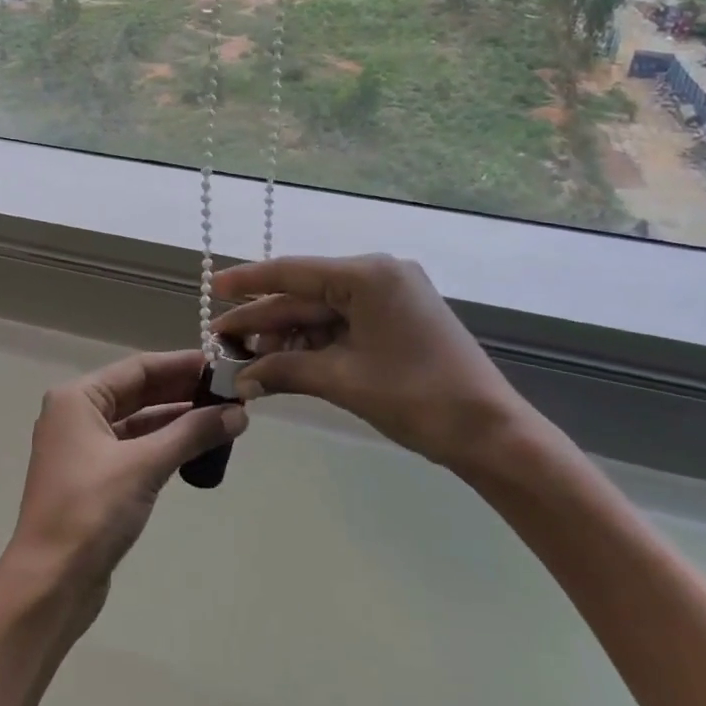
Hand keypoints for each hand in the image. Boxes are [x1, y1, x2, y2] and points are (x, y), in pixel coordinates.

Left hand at [8, 351, 247, 621]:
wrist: (50, 584)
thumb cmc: (91, 511)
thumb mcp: (144, 465)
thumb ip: (191, 434)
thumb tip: (238, 413)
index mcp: (77, 398)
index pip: (138, 368)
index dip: (181, 364)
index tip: (222, 364)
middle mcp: (77, 415)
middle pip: (138, 392)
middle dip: (183, 391)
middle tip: (230, 392)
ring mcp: (84, 448)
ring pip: (139, 421)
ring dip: (177, 420)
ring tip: (224, 417)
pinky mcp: (94, 479)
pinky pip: (136, 448)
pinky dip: (165, 445)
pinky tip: (197, 447)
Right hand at [214, 254, 536, 476]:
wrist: (491, 433)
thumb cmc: (417, 398)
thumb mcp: (343, 380)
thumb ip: (286, 370)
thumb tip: (240, 379)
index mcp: (369, 275)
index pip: (294, 272)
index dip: (250, 282)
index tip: (214, 287)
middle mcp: (379, 274)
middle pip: (307, 294)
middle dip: (265, 319)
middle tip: (223, 340)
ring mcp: (392, 296)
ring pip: (324, 310)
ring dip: (288, 335)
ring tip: (249, 358)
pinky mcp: (399, 318)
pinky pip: (345, 323)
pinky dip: (316, 341)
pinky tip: (286, 359)